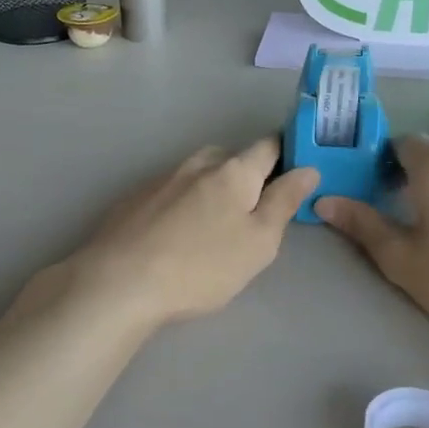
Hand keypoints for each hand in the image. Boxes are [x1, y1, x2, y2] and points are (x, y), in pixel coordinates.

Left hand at [60, 138, 319, 330]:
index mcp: (234, 171)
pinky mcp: (133, 199)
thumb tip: (308, 168)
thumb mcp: (259, 241)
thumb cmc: (202, 266)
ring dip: (210, 189)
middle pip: (229, 157)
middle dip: (245, 174)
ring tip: (211, 226)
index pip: (268, 146)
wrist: (119, 281)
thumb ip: (284, 201)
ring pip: (196, 173)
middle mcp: (196, 164)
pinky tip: (174, 235)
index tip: (293, 172)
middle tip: (252, 211)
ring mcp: (160, 179)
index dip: (285, 153)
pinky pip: (169, 192)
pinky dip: (180, 204)